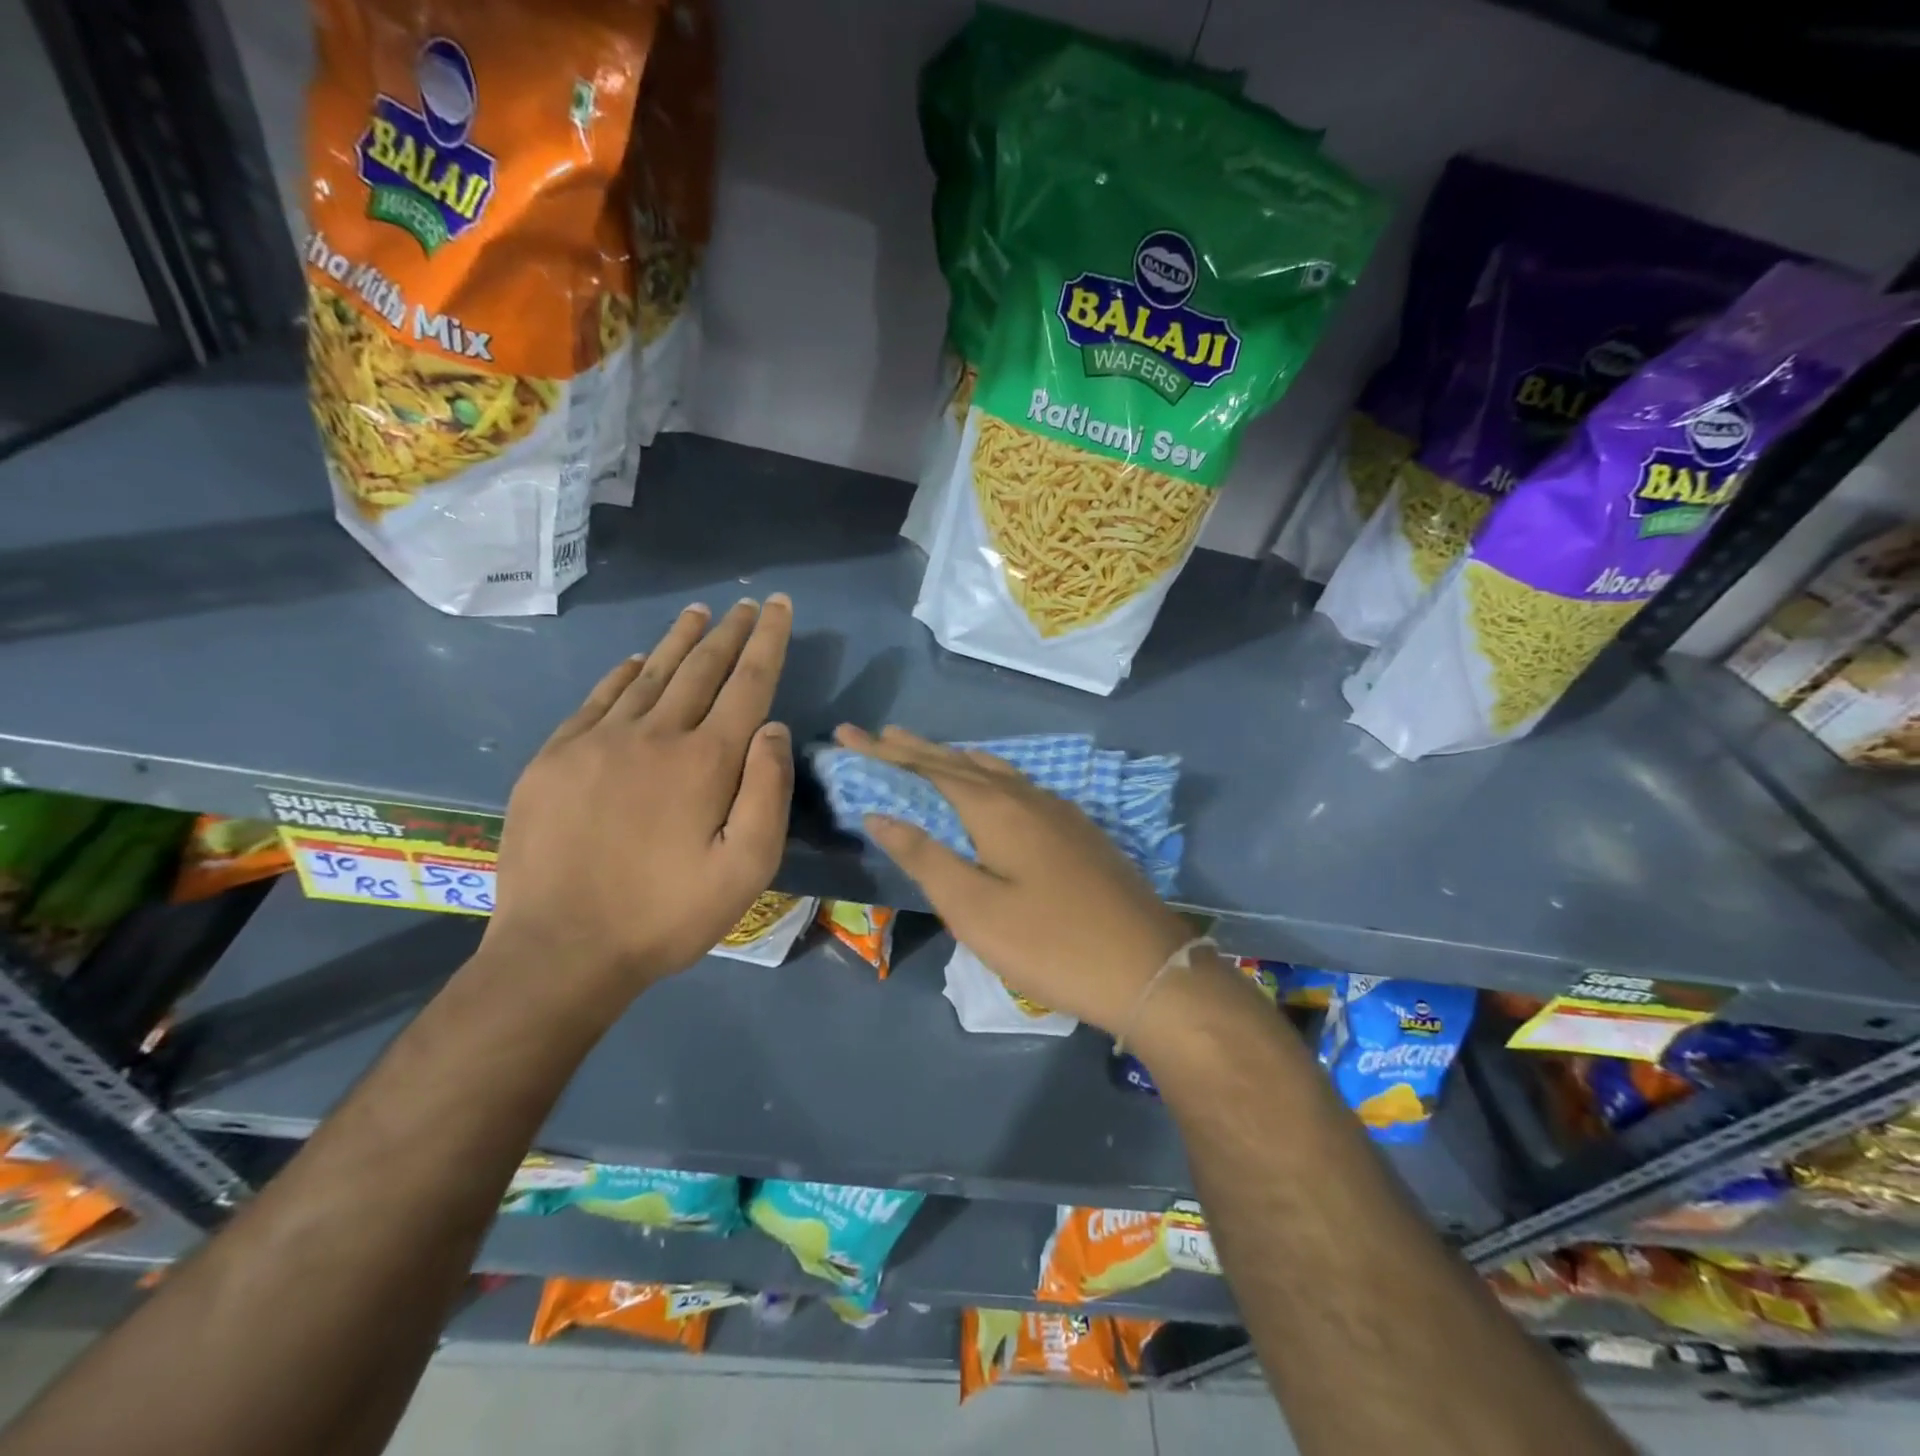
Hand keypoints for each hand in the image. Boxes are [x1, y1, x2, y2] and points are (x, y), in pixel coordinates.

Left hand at [484, 598, 794, 999]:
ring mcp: (597, 742)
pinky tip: (635, 661)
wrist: (561, 950)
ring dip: (679, 641)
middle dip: (730, 633)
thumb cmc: (667, 915)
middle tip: (749, 605)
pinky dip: (623, 674)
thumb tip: (773, 728)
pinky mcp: (555, 758)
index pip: (748, 683)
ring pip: (649, 674)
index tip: (781, 607)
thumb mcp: (747, 869)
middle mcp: (654, 735)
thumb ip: (768, 793)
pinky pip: (597, 699)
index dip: (769, 641)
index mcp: (705, 761)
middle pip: (700, 669)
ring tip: (700, 614)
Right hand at [834, 725, 1192, 1034]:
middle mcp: (1027, 797)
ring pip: (994, 771)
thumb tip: (880, 814)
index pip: (928, 769)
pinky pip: (1019, 786)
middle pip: (960, 763)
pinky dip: (988, 776)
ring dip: (954, 759)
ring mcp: (1058, 811)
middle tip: (879, 734)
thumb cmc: (1050, 944)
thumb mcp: (975, 908)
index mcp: (996, 809)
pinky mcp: (1077, 831)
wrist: (1147, 967)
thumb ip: (926, 857)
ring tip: (926, 751)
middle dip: (915, 749)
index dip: (884, 753)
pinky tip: (992, 784)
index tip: (847, 734)